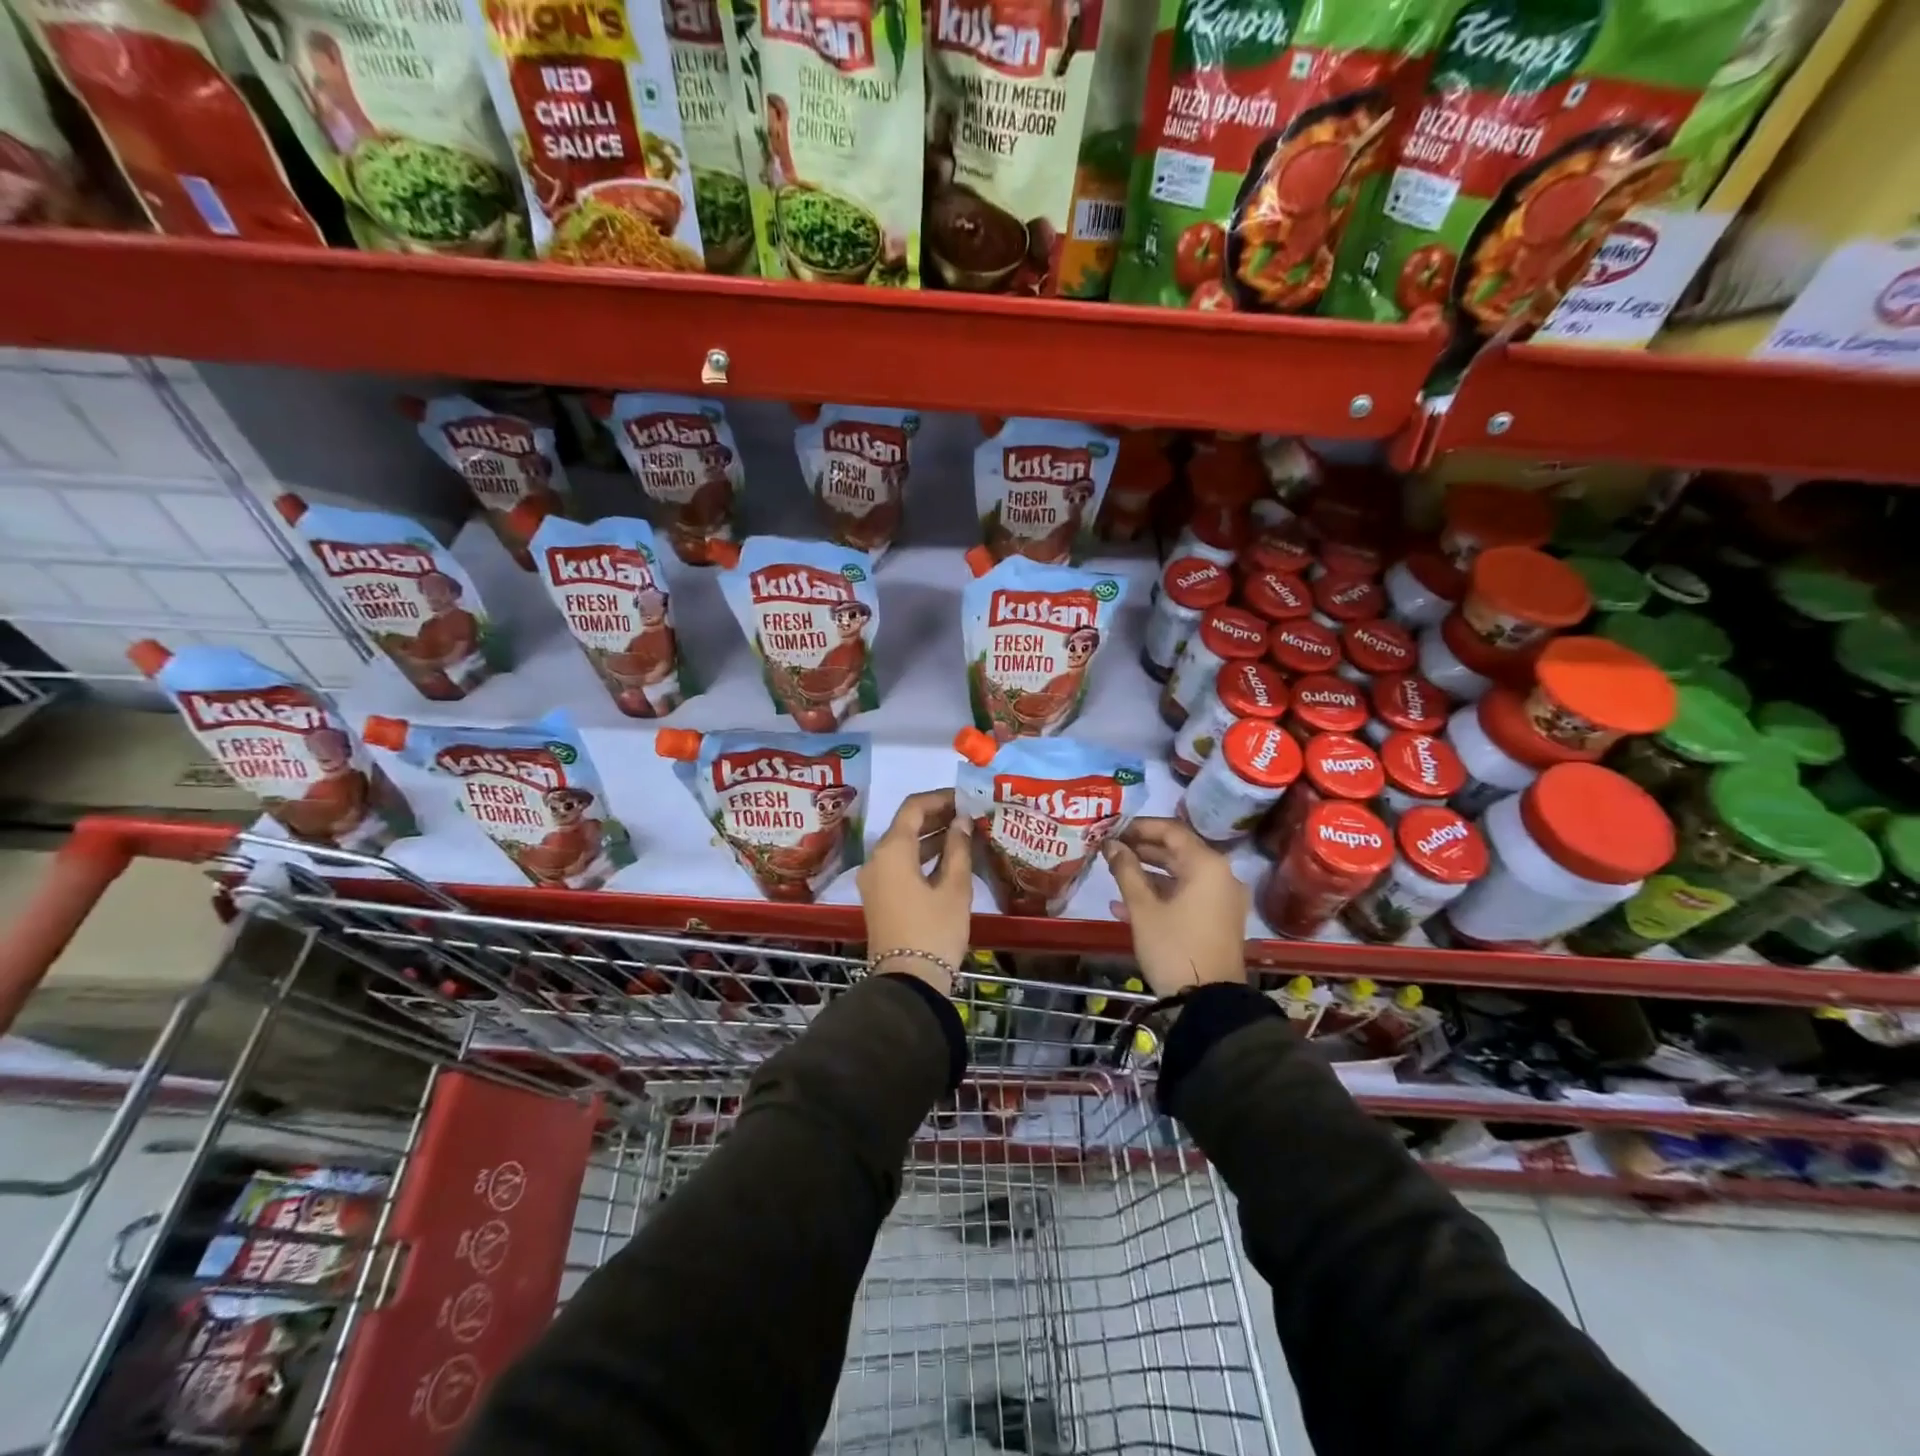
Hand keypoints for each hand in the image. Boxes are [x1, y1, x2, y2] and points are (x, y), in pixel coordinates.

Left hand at [856, 789, 974, 991]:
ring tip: (964, 833)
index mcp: (892, 850)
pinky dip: (922, 857)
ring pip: (903, 846)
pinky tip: (949, 859)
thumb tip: (961, 821)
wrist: (908, 982)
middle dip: (937, 816)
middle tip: (969, 814)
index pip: (913, 807)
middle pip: (905, 824)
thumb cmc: (934, 930)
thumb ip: (958, 848)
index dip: (940, 798)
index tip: (966, 798)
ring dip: (931, 836)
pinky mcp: (879, 896)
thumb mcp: (954, 887)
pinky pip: (899, 864)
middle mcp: (876, 859)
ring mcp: (874, 879)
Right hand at [1103, 817, 1248, 996]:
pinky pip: (1186, 896)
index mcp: (1207, 865)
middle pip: (1177, 851)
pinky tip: (1125, 906)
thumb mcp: (1143, 908)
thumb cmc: (1174, 947)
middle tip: (1110, 849)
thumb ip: (1126, 870)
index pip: (1171, 830)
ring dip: (1147, 873)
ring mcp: (1221, 899)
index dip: (1139, 827)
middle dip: (1141, 849)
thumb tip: (1110, 844)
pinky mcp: (1218, 919)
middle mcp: (1220, 875)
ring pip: (1180, 874)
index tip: (1112, 829)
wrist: (1210, 1003)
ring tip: (1114, 873)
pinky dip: (1160, 895)